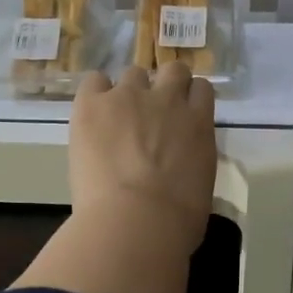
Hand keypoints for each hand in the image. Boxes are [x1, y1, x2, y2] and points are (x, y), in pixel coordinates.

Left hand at [70, 63, 216, 253]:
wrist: (136, 222)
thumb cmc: (177, 221)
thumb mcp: (200, 185)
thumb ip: (192, 161)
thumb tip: (180, 166)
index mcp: (199, 123)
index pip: (200, 89)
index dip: (189, 100)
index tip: (180, 116)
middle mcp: (168, 100)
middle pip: (172, 71)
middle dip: (164, 86)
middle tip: (151, 113)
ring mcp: (128, 97)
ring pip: (133, 74)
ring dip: (128, 92)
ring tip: (116, 120)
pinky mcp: (92, 104)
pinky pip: (94, 81)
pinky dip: (95, 95)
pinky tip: (91, 117)